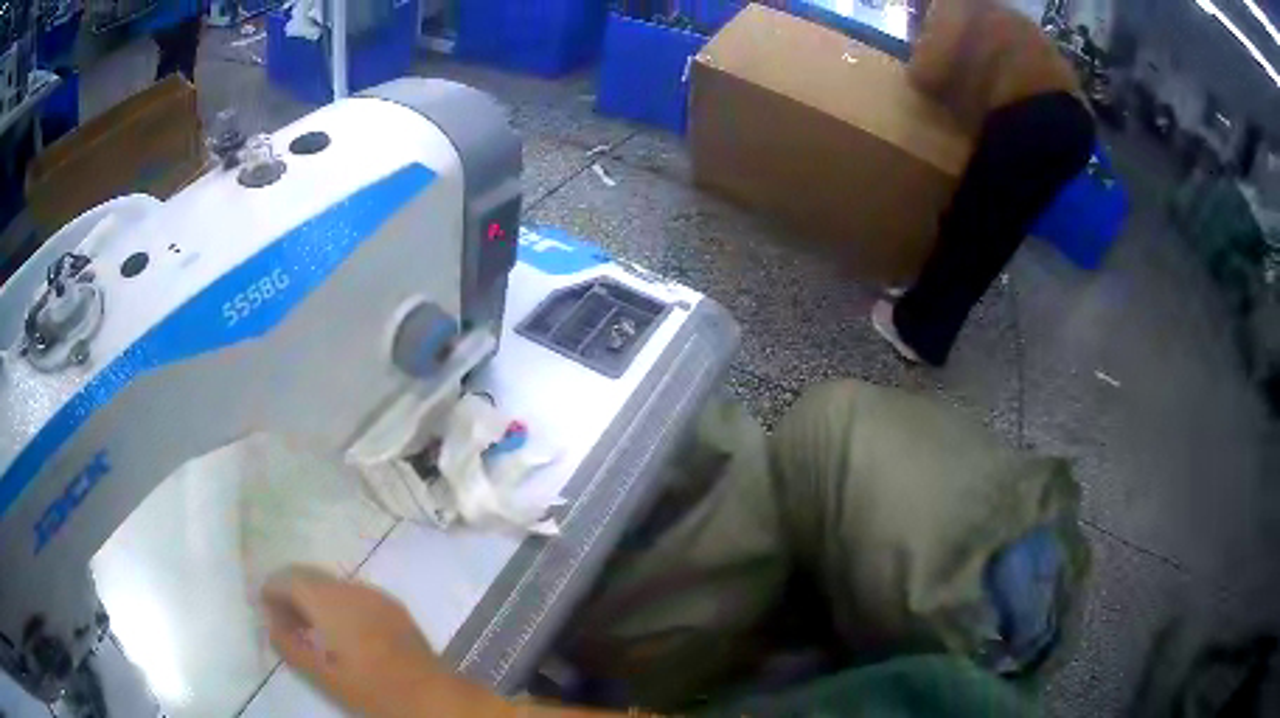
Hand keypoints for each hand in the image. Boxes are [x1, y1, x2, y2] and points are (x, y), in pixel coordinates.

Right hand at [262, 565, 509, 717]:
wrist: (429, 694)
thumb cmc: (368, 687)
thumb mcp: (319, 673)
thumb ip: (288, 643)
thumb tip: (272, 622)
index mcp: (327, 598)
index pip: (287, 578)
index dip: (271, 591)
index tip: (265, 609)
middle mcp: (349, 586)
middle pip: (309, 576)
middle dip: (292, 592)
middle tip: (285, 620)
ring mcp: (374, 593)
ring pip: (332, 584)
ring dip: (316, 598)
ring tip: (312, 628)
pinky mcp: (393, 605)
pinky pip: (355, 595)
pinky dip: (339, 605)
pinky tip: (342, 631)